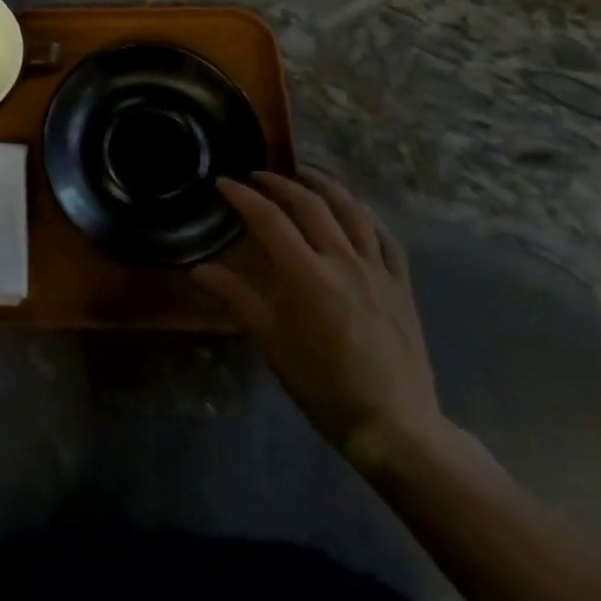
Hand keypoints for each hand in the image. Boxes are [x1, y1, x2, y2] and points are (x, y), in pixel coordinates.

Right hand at [194, 171, 445, 472]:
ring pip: (351, 211)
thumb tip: (198, 269)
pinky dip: (367, 214)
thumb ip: (236, 298)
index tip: (224, 183)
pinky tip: (356, 208)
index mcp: (307, 275)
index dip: (243, 195)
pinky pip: (387, 237)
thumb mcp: (271, 343)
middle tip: (259, 175)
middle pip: (310, 204)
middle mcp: (343, 261)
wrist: (394, 426)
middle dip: (280, 182)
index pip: (269, 219)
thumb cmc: (324, 385)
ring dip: (325, 186)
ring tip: (305, 175)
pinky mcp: (402, 284)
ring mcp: (377, 270)